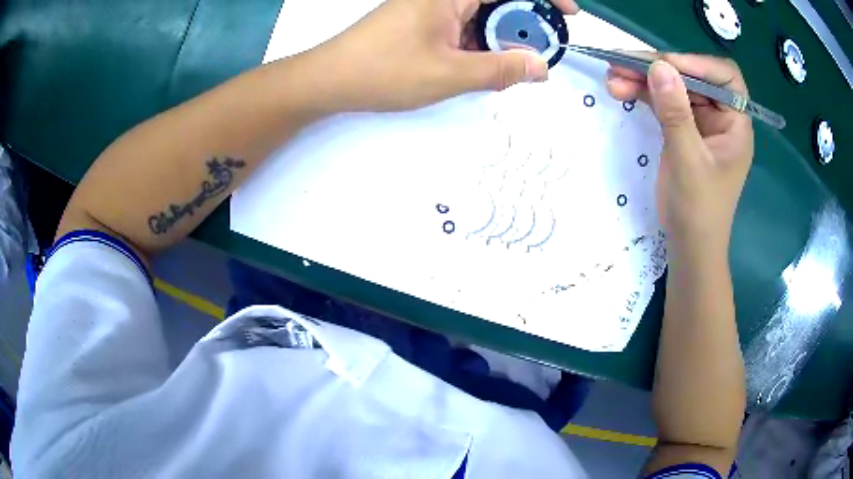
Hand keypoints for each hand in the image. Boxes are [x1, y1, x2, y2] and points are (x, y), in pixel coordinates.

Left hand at [305, 0, 578, 111]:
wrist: (329, 79)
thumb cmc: (382, 71)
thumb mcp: (449, 74)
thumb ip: (500, 69)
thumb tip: (539, 68)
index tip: (569, 13)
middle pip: (498, 0)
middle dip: (525, 22)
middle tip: (538, 51)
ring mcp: (431, 6)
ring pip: (483, 14)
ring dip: (502, 36)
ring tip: (511, 64)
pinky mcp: (423, 20)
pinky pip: (464, 24)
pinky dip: (480, 41)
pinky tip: (482, 63)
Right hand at [606, 54, 753, 254]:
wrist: (689, 245)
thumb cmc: (699, 211)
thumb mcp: (689, 162)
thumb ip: (676, 114)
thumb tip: (659, 67)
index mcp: (735, 124)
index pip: (725, 78)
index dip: (697, 64)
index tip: (665, 65)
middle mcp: (720, 116)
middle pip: (691, 77)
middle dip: (659, 68)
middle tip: (623, 63)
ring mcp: (699, 122)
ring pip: (673, 87)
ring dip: (643, 78)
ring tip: (612, 76)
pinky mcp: (681, 129)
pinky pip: (662, 102)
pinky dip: (642, 94)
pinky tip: (620, 89)